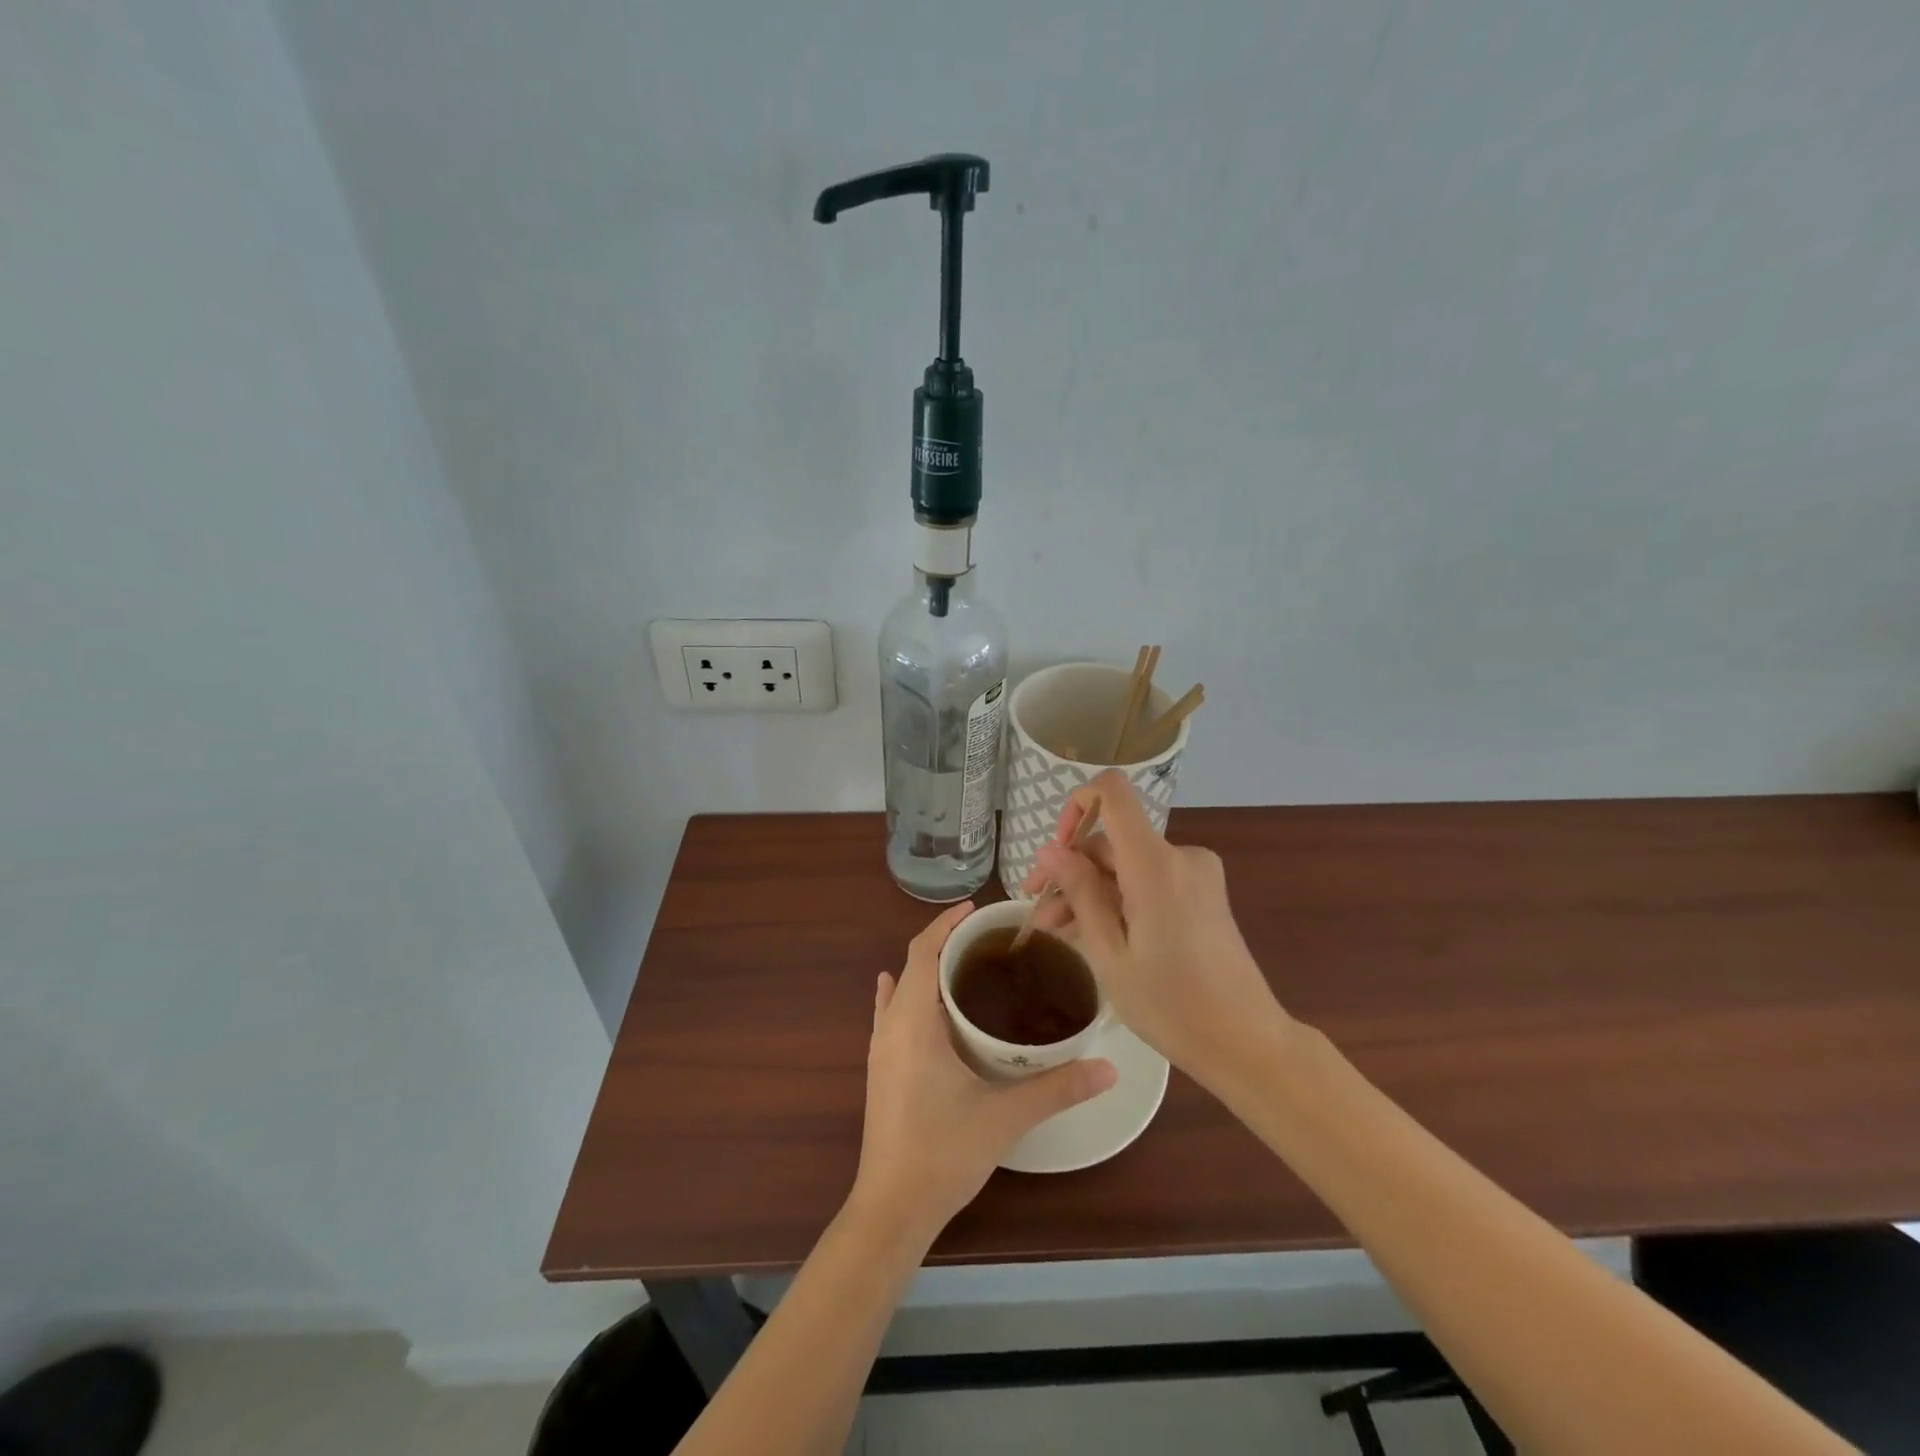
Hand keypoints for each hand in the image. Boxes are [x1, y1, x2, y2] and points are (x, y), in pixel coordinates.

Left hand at [850, 902, 1117, 1244]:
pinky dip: (905, 995)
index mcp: (913, 1022)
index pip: (923, 951)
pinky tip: (910, 996)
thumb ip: (1057, 1088)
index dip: (945, 924)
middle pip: (913, 965)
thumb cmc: (943, 1153)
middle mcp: (891, 1026)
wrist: (891, 1209)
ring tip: (967, 963)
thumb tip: (1109, 1068)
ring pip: (902, 990)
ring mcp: (881, 1049)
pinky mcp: (881, 1070)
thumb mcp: (1004, 1117)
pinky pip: (890, 1015)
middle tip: (989, 939)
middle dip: (944, 943)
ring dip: (928, 969)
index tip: (976, 909)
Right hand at [1023, 769, 1284, 1079]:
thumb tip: (1050, 850)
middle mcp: (1179, 855)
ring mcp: (1195, 874)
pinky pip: (1148, 880)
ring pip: (1126, 866)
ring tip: (1056, 932)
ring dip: (1090, 891)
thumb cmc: (1171, 1005)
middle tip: (1038, 915)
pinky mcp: (1202, 892)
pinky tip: (1091, 933)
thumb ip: (1080, 893)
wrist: (1247, 1042)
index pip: (1112, 792)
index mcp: (1155, 863)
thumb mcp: (1110, 953)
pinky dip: (1118, 899)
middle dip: (1070, 872)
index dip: (1076, 805)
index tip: (1054, 852)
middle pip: (1112, 841)